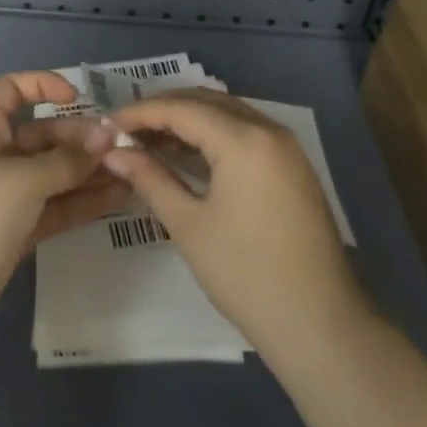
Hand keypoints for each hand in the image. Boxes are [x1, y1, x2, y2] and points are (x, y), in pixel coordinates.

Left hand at [0, 71, 130, 338]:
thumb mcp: (22, 178)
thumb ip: (67, 160)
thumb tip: (107, 136)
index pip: (10, 90)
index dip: (42, 86)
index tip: (78, 97)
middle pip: (40, 134)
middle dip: (79, 138)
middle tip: (119, 146)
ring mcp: (3, 194)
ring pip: (52, 173)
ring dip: (87, 171)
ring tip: (131, 171)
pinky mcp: (15, 229)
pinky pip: (53, 205)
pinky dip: (81, 201)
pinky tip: (117, 198)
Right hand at [104, 91, 362, 354]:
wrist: (319, 325)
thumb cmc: (245, 275)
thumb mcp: (188, 225)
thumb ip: (150, 179)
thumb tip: (114, 154)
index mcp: (244, 140)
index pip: (182, 109)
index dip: (141, 112)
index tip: (107, 123)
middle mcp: (268, 129)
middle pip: (207, 102)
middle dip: (164, 109)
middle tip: (126, 128)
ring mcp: (286, 145)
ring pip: (228, 113)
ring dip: (189, 119)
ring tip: (150, 138)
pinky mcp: (293, 164)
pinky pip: (246, 131)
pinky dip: (214, 134)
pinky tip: (188, 152)